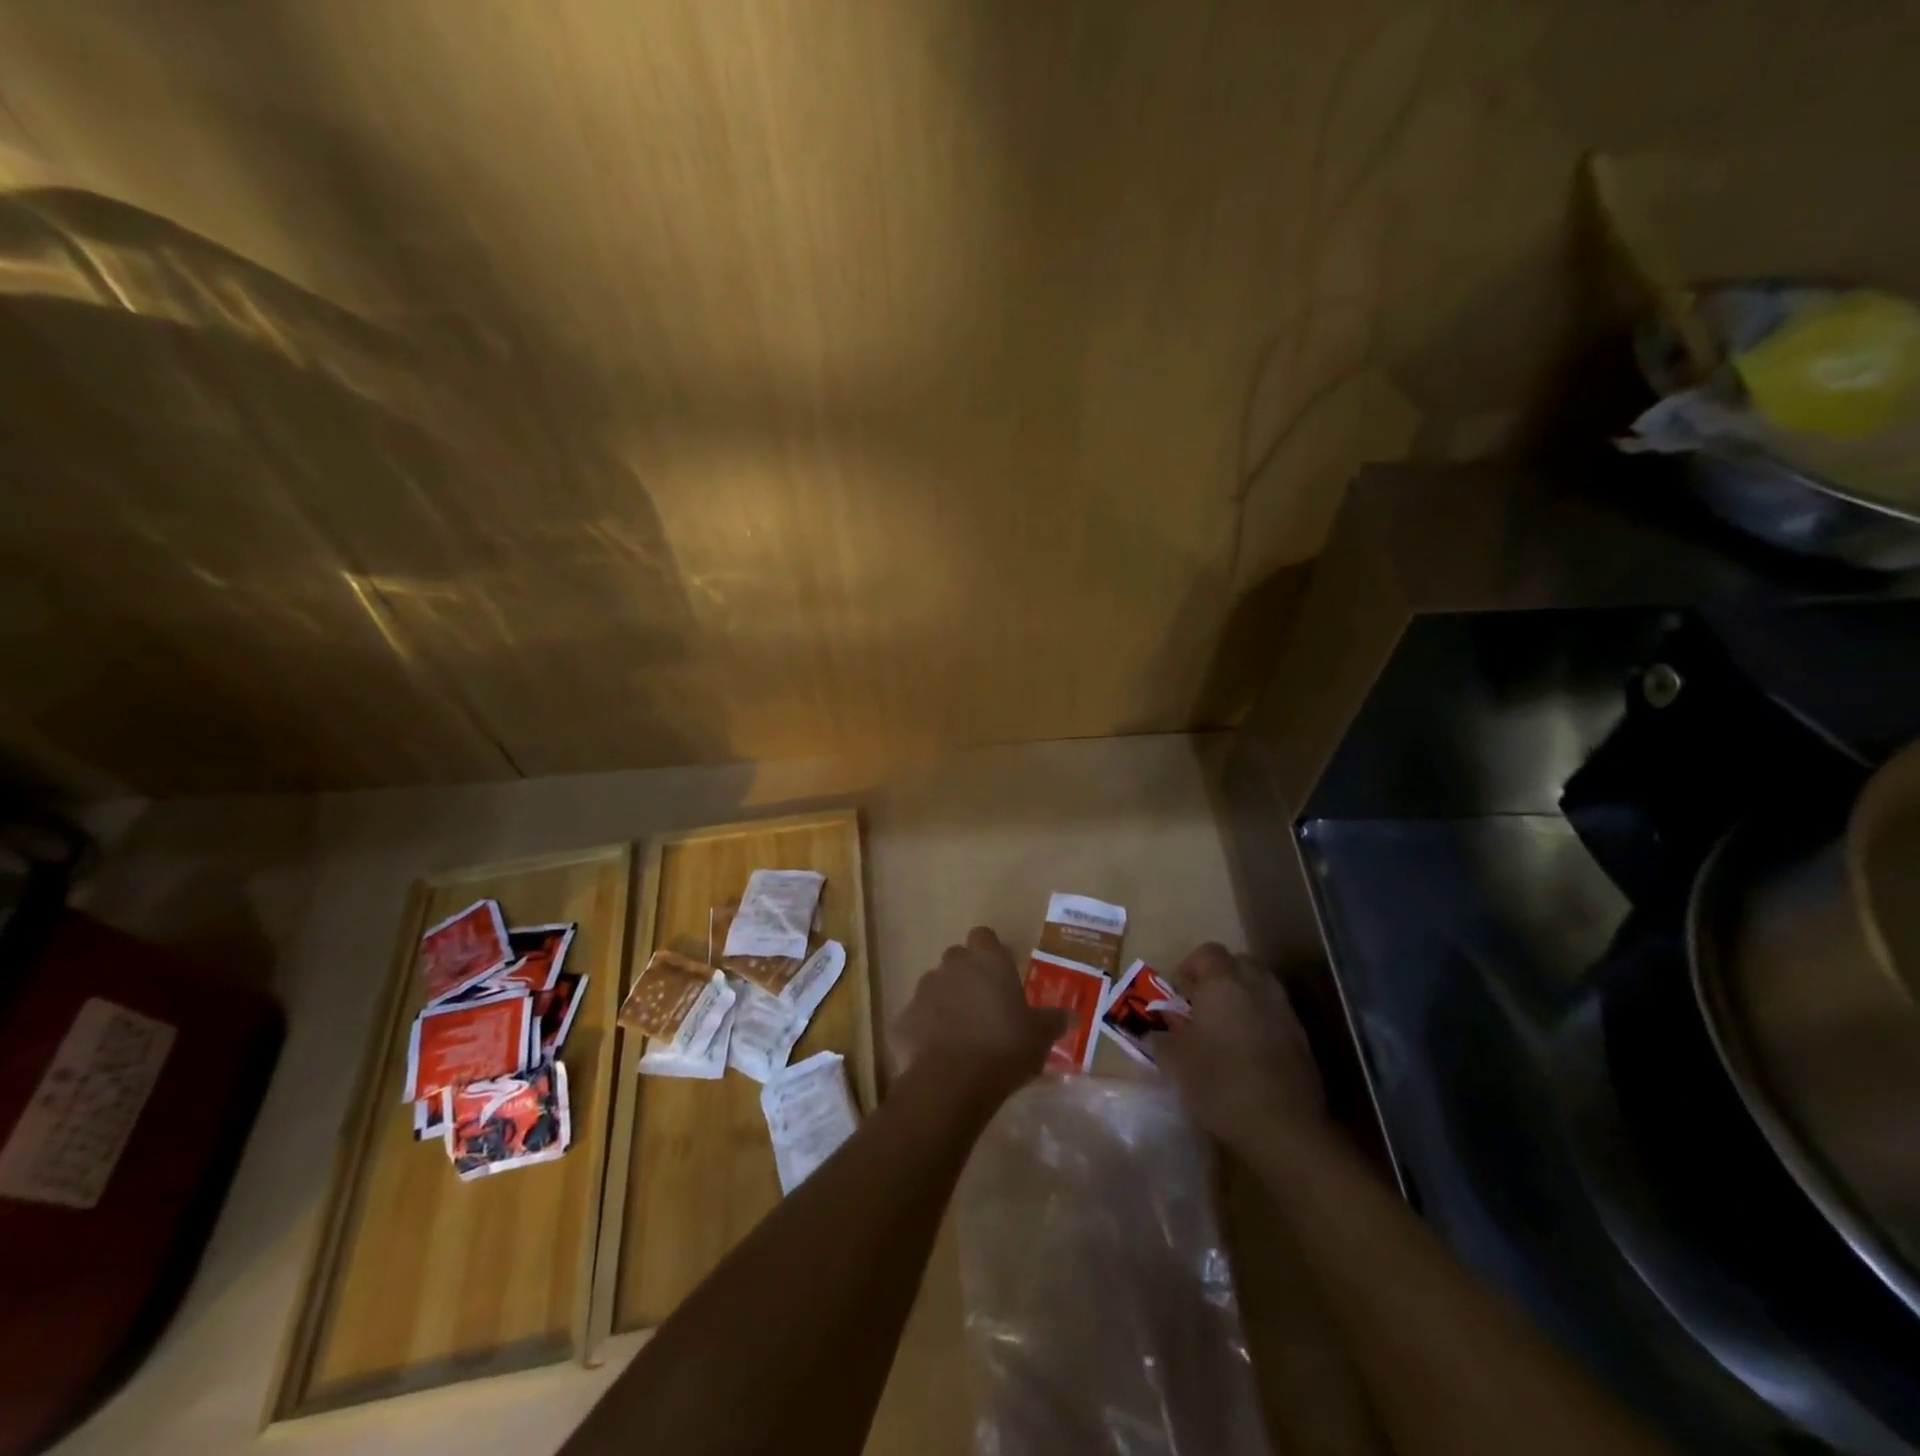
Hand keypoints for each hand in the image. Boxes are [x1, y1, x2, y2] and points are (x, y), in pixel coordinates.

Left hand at [892, 927, 1067, 1100]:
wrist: (952, 1082)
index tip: (1001, 972)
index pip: (984, 936)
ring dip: (945, 1002)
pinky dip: (925, 1031)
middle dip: (967, 976)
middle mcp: (952, 966)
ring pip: (935, 987)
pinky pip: (916, 1019)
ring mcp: (923, 991)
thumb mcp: (1040, 1036)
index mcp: (987, 961)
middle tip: (984, 1006)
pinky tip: (938, 1056)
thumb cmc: (1004, 1048)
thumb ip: (1052, 1020)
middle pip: (957, 959)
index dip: (991, 951)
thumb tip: (1069, 1015)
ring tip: (961, 1034)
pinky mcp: (902, 1019)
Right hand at [1155, 943, 1324, 1150]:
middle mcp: (1257, 986)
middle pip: (1238, 964)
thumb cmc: (1219, 1083)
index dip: (1191, 967)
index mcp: (1223, 982)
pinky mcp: (1303, 1039)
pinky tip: (1249, 1054)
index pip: (1207, 952)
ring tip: (1225, 1030)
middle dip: (1219, 978)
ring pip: (1260, 988)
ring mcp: (1284, 1011)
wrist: (1284, 1126)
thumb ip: (1161, 1040)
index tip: (1180, 993)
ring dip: (1242, 999)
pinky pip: (1275, 1015)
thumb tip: (1154, 1034)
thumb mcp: (1175, 1063)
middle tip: (1202, 1006)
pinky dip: (1261, 1022)